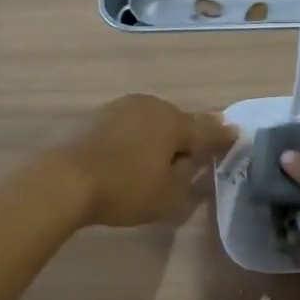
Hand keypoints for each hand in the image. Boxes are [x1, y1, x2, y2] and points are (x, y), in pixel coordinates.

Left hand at [55, 94, 235, 228]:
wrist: (64, 178)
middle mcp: (153, 107)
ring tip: (160, 153)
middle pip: (178, 121)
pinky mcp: (98, 115)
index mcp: (175, 123)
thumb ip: (189, 172)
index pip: (207, 130)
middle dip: (188, 134)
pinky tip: (131, 151)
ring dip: (159, 134)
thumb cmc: (125, 189)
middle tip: (193, 151)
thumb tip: (195, 157)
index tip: (235, 135)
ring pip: (152, 119)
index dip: (222, 136)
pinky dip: (136, 135)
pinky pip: (129, 124)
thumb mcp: (168, 192)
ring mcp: (123, 107)